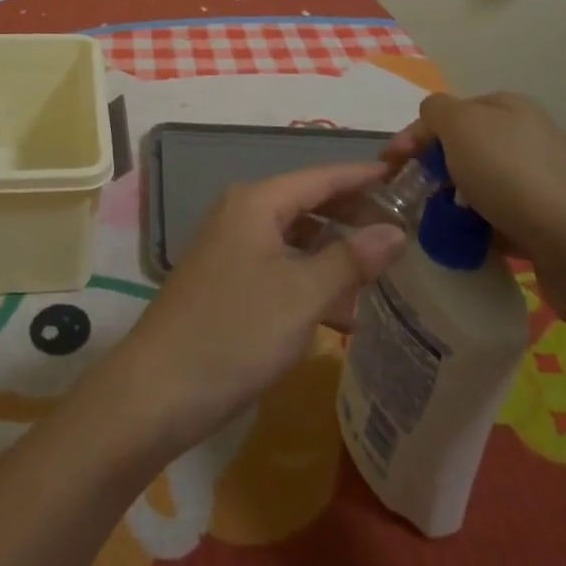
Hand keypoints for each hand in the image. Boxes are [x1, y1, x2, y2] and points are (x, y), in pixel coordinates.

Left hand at [102, 162, 407, 455]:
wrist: (159, 390)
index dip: (364, 176)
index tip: (406, 177)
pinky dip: (312, 281)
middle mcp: (242, 214)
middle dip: (354, 216)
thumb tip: (396, 230)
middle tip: (407, 230)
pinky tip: (346, 312)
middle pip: (309, 204)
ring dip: (336, 255)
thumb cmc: (235, 332)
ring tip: (387, 273)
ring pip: (296, 240)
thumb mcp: (301, 295)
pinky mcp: (228, 282)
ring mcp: (232, 249)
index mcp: (257, 203)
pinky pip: (281, 267)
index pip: (321, 176)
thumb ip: (350, 259)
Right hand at [388, 92, 565, 325]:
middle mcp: (527, 138)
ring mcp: (542, 182)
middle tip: (409, 199)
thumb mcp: (461, 125)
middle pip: (463, 150)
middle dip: (432, 171)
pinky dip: (479, 232)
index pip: (446, 113)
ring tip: (434, 228)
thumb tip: (432, 121)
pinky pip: (500, 222)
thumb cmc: (515, 177)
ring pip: (479, 188)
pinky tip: (467, 247)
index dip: (413, 137)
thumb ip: (435, 112)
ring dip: (453, 205)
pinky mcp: (550, 225)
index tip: (387, 169)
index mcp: (507, 107)